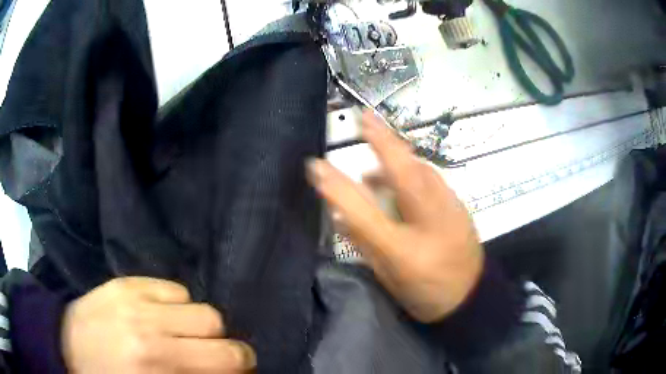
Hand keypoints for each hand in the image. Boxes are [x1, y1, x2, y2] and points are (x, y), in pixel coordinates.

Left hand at [61, 277, 255, 372]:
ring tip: (182, 335)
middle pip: (216, 325)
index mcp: (159, 366)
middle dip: (223, 343)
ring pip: (197, 305)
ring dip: (199, 325)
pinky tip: (163, 316)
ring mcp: (135, 301)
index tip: (238, 370)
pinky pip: (173, 288)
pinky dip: (177, 304)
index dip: (242, 365)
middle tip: (211, 354)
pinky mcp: (125, 283)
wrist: (67, 348)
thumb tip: (223, 371)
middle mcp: (150, 331)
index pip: (227, 360)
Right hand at [307, 111, 483, 322]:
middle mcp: (431, 221)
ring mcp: (450, 207)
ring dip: (397, 153)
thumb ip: (364, 243)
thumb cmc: (425, 293)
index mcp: (407, 250)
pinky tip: (402, 173)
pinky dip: (412, 166)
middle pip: (405, 170)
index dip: (338, 188)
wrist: (471, 296)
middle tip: (364, 117)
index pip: (365, 214)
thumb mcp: (388, 276)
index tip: (315, 166)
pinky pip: (432, 175)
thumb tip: (338, 216)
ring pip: (421, 167)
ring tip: (376, 149)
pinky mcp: (459, 203)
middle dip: (382, 139)